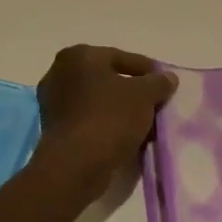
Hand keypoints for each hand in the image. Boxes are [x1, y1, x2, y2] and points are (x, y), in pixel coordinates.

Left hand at [33, 45, 176, 200]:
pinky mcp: (54, 131)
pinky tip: (126, 137)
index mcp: (78, 56)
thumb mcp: (144, 95)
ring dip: (120, 110)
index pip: (120, 57)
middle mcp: (59, 74)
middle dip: (131, 91)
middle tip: (154, 102)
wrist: (76, 165)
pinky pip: (88, 121)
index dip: (146, 69)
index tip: (164, 82)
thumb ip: (158, 82)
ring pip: (97, 102)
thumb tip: (168, 78)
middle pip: (106, 79)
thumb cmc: (110, 117)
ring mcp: (53, 104)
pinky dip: (106, 125)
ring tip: (144, 123)